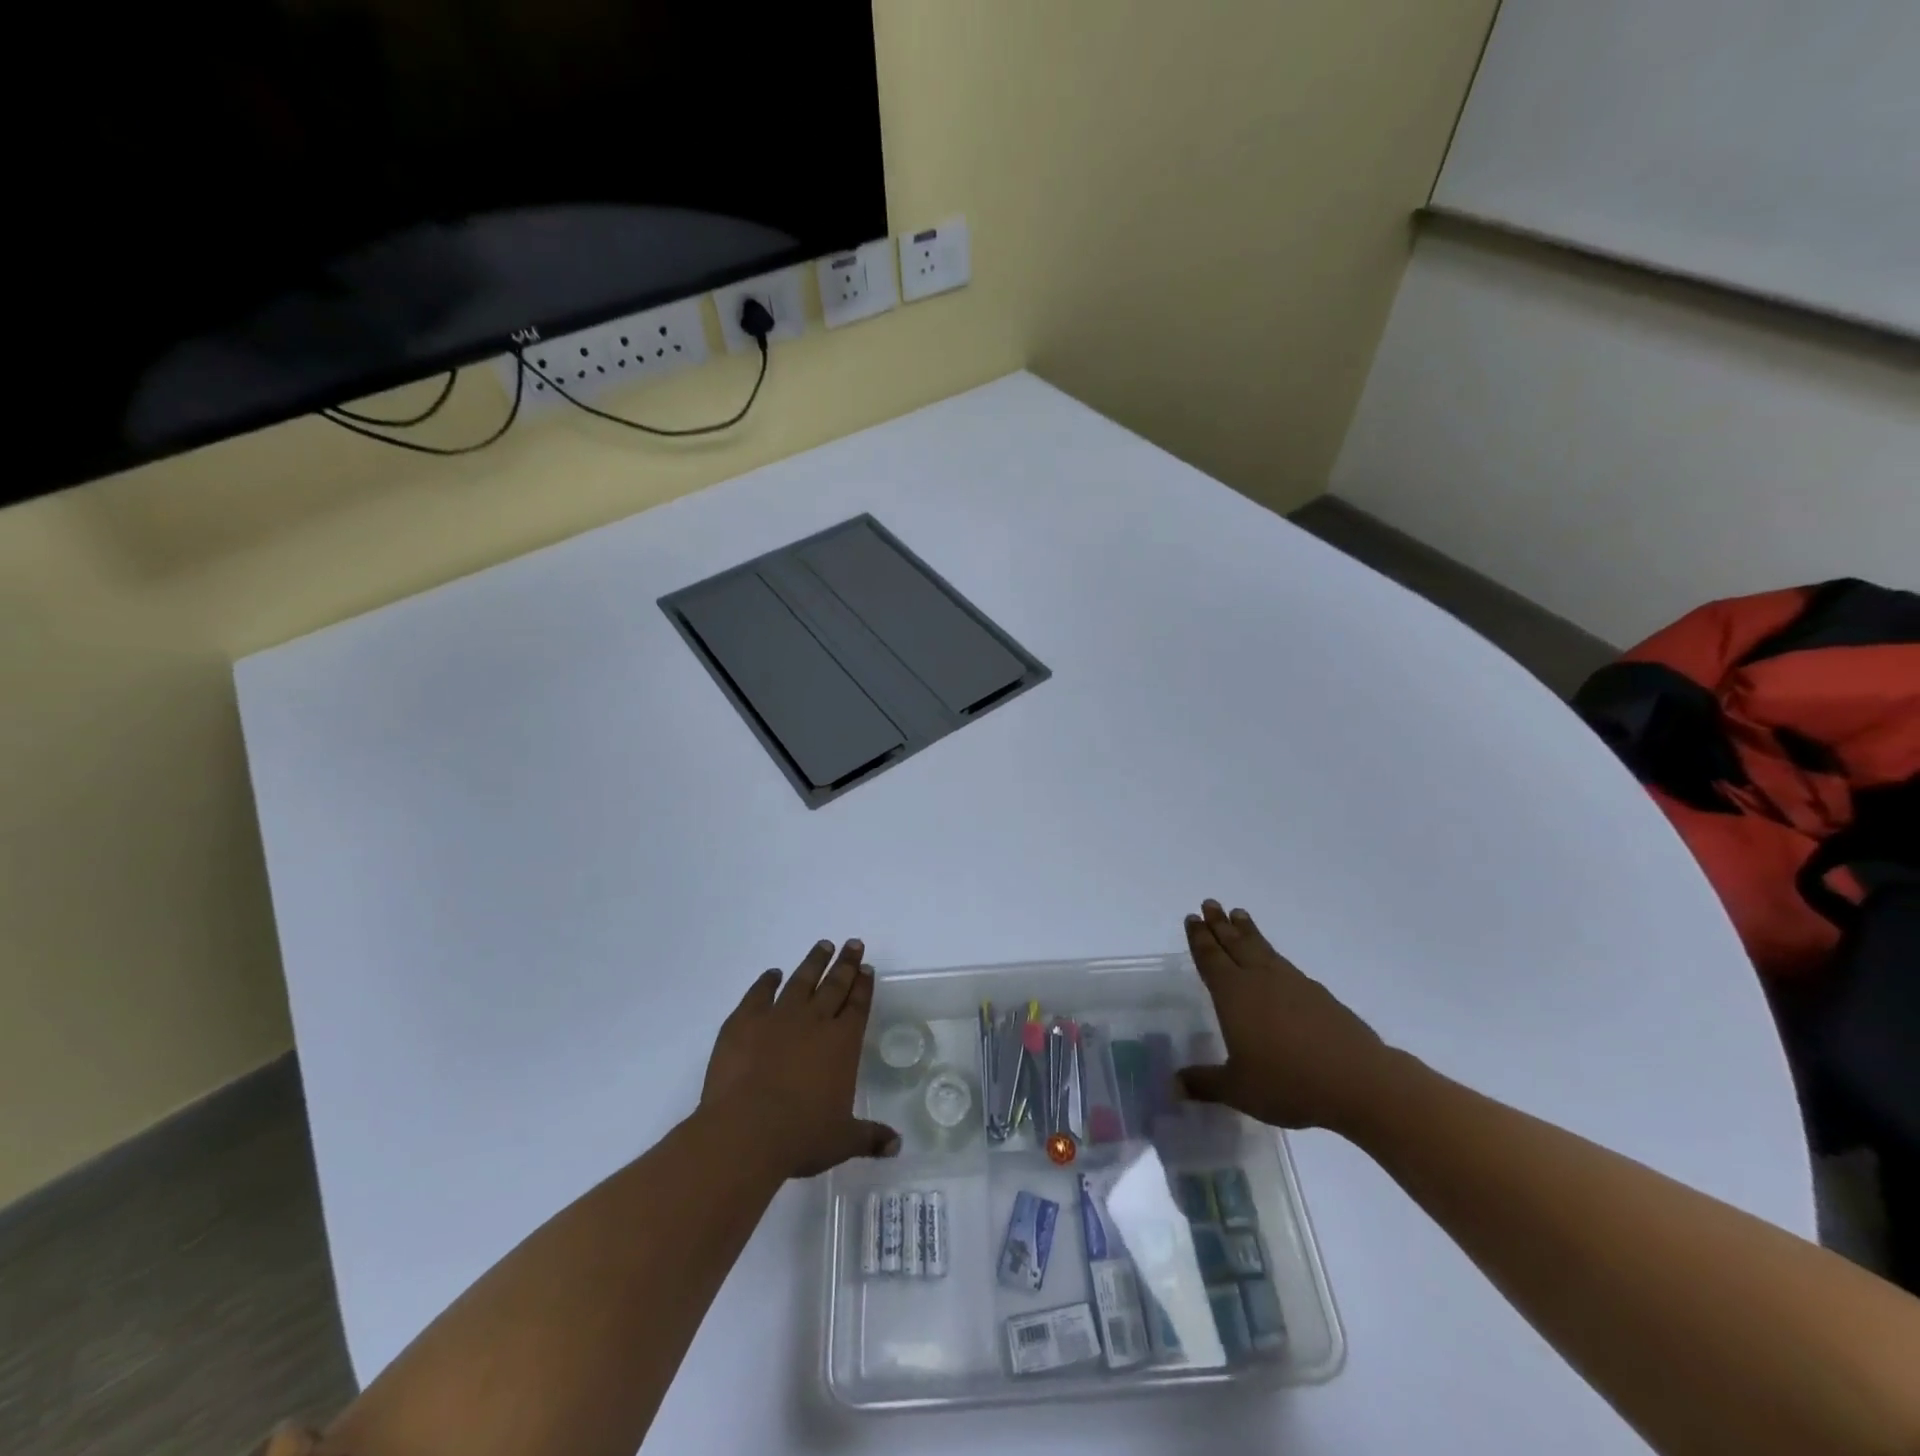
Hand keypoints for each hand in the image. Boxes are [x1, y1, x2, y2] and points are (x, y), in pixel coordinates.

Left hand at [700, 938, 900, 1179]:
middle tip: (853, 944)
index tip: (868, 967)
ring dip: (814, 962)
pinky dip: (766, 981)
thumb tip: (898, 1146)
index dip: (864, 985)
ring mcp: (778, 1016)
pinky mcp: (744, 1021)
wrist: (745, 1131)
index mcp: (842, 1043)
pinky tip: (772, 974)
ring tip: (823, 945)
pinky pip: (759, 993)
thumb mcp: (842, 1141)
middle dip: (846, 963)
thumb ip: (870, 1137)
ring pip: (801, 980)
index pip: (858, 1005)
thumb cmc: (800, 1136)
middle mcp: (814, 1021)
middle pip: (835, 984)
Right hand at [1177, 900, 1396, 1133]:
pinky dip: (1273, 954)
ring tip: (1239, 915)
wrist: (1358, 1081)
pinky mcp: (1319, 996)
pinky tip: (1275, 960)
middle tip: (1210, 903)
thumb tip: (1174, 1086)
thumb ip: (1205, 1084)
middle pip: (1235, 944)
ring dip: (1248, 931)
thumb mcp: (1238, 1089)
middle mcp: (1260, 980)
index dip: (1199, 939)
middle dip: (1220, 924)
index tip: (1193, 917)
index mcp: (1233, 994)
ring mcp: (1293, 984)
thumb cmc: (1288, 1082)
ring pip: (1262, 949)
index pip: (1210, 959)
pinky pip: (1285, 964)